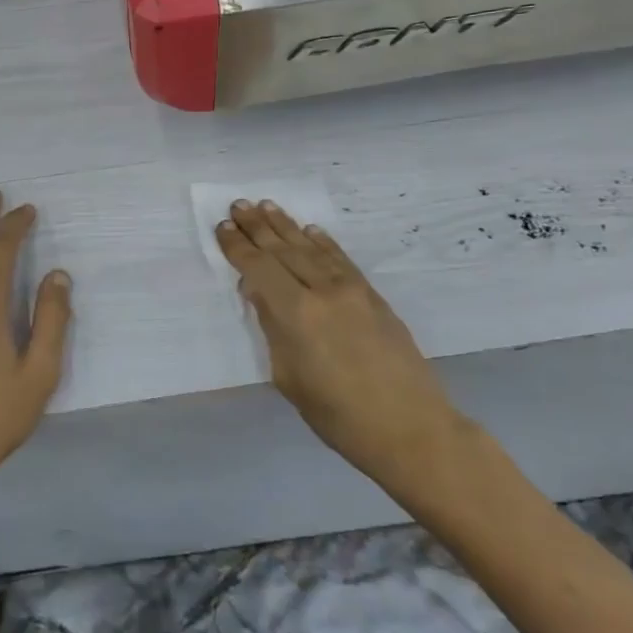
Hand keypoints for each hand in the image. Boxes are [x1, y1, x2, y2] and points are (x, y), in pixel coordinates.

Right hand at [217, 200, 465, 502]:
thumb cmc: (338, 415)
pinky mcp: (372, 295)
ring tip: (266, 206)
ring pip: (311, 248)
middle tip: (239, 204)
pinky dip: (322, 241)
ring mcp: (351, 289)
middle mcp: (322, 291)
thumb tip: (258, 293)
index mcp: (295, 313)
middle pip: (283, 250)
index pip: (259, 267)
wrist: (410, 428)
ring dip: (286, 226)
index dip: (238, 247)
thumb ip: (271, 328)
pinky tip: (310, 229)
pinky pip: (340, 258)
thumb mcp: (289, 378)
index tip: (223, 226)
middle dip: (258, 227)